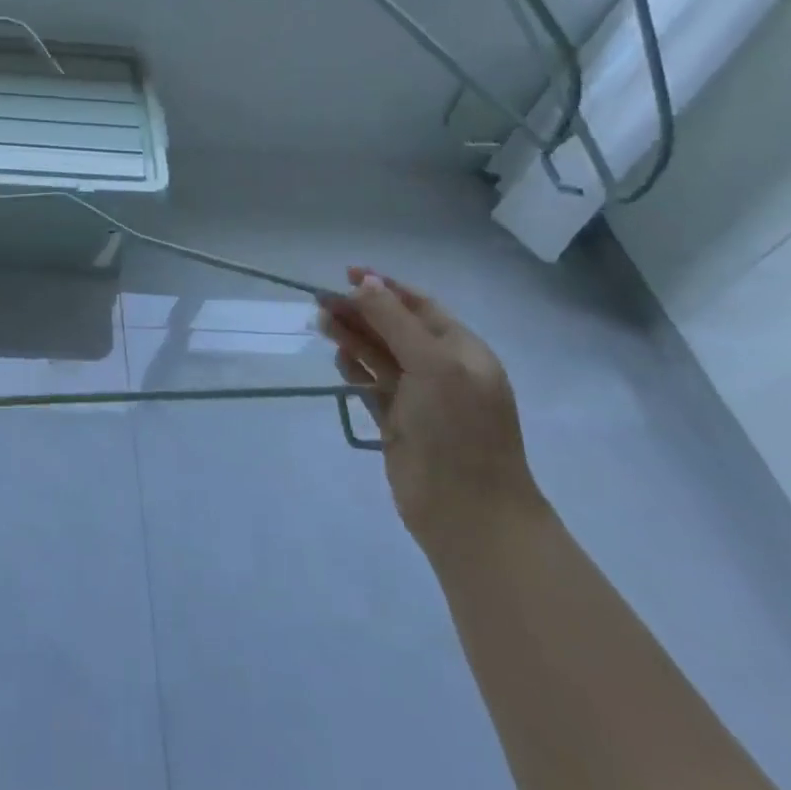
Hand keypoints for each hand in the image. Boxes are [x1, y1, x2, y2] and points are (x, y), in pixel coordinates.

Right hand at [319, 269, 542, 555]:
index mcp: (462, 351)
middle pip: (394, 328)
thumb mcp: (432, 364)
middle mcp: (441, 369)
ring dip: (352, 337)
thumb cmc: (458, 430)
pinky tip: (338, 359)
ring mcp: (419, 398)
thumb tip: (365, 282)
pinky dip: (354, 369)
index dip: (384, 287)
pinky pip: (371, 385)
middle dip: (361, 311)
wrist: (470, 515)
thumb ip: (395, 321)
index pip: (419, 306)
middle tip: (320, 301)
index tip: (347, 274)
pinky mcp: (397, 423)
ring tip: (320, 322)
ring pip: (379, 355)